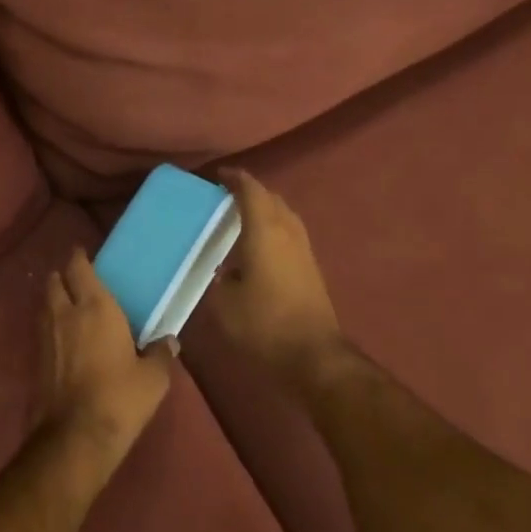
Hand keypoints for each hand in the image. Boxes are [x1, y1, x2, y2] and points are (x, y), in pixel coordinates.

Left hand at [41, 249, 173, 477]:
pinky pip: (42, 331)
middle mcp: (65, 314)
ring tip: (69, 306)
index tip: (84, 254)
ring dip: (54, 299)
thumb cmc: (120, 398)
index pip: (79, 268)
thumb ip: (161, 354)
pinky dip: (50, 326)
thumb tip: (169, 342)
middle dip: (62, 276)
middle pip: (54, 281)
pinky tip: (64, 339)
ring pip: (44, 305)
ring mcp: (46, 337)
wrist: (75, 437)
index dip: (79, 258)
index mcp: (95, 307)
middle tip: (77, 280)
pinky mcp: (36, 361)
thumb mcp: (153, 378)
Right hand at [206, 169, 347, 399]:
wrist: (314, 355)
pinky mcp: (311, 267)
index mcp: (264, 231)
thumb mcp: (223, 304)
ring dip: (264, 209)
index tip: (217, 176)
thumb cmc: (264, 324)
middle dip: (250, 191)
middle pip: (271, 198)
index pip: (251, 191)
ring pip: (284, 215)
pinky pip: (289, 232)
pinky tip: (258, 245)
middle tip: (225, 197)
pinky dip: (273, 227)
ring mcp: (304, 249)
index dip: (234, 179)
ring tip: (241, 217)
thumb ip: (216, 279)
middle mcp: (288, 232)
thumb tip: (218, 270)